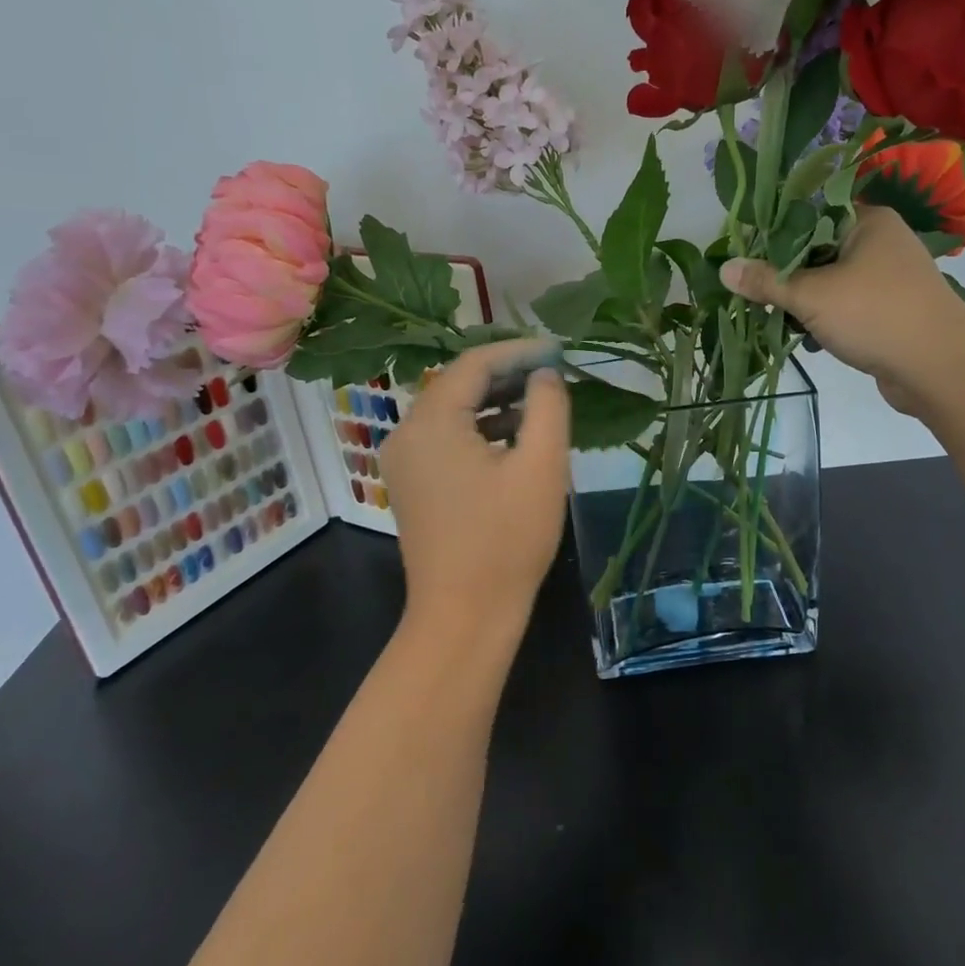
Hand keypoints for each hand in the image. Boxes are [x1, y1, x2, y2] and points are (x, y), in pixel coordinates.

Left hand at [380, 340, 570, 651]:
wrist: (464, 616)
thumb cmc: (507, 539)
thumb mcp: (541, 465)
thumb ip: (547, 406)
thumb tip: (544, 374)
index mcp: (432, 421)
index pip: (474, 363)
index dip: (518, 350)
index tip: (559, 348)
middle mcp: (407, 432)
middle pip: (459, 383)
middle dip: (507, 373)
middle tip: (553, 370)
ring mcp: (405, 460)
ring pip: (453, 411)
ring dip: (496, 401)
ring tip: (542, 400)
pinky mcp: (413, 483)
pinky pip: (447, 438)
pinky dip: (481, 429)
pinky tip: (516, 437)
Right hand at [720, 206, 964, 413]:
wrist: (940, 369)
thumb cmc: (875, 316)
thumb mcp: (811, 295)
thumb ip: (766, 281)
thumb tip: (724, 268)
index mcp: (868, 221)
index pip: (809, 214)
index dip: (774, 234)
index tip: (743, 254)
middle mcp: (880, 242)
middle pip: (816, 250)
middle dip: (785, 275)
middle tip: (753, 291)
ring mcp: (888, 279)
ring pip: (829, 282)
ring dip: (803, 302)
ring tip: (777, 318)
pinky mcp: (889, 311)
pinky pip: (845, 307)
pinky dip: (825, 320)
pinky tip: (808, 339)